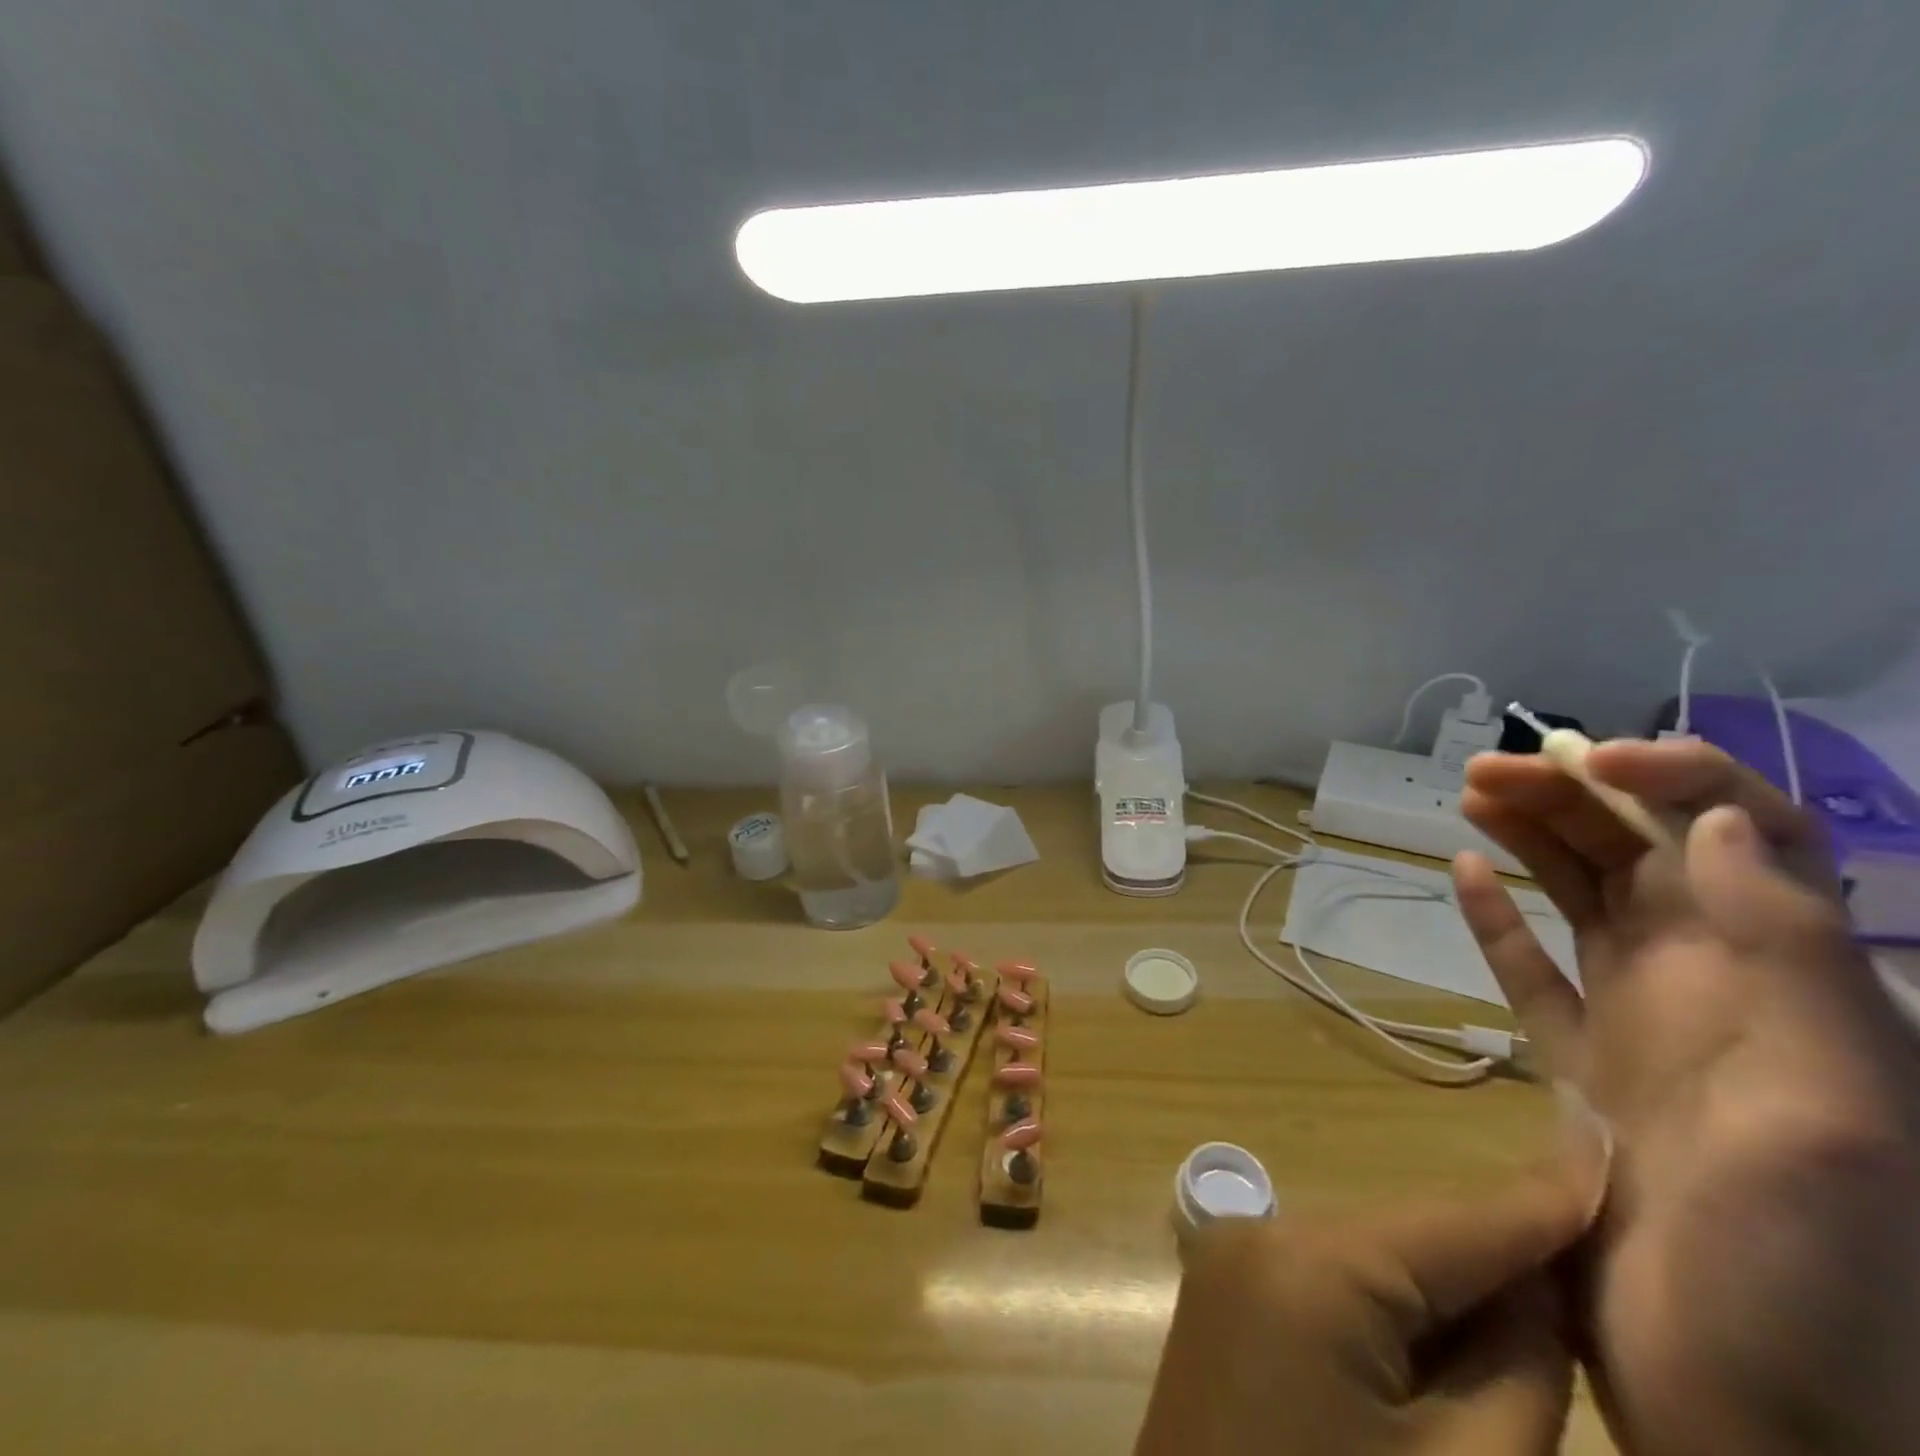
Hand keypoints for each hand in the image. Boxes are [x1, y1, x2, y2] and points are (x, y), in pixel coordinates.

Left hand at [1134, 1155, 1602, 1455]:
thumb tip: (1539, 1286)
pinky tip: (1449, 1349)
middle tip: (1596, 1264)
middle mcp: (1263, 1231)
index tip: (1605, 1144)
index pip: (1454, 1221)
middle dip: (1499, 1260)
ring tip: (1540, 1313)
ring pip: (1371, 1260)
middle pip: (1410, 1238)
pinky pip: (1330, 1287)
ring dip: (1449, 1292)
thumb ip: (1516, 1371)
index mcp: (1312, 1261)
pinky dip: (1393, 1314)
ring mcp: (1233, 1259)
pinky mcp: (1225, 1296)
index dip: (1540, 1199)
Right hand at [1454, 739, 1919, 1455]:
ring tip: (1471, 797)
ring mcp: (1644, 1025)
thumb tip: (1710, 823)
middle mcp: (1720, 985)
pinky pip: (1533, 972)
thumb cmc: (1814, 1276)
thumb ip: (1791, 960)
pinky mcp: (1582, 1067)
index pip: (1747, 836)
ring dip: (1531, 841)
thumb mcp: (1836, 1115)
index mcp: (1792, 982)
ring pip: (1581, 901)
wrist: (1757, 1413)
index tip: (1588, 757)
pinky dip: (1497, 919)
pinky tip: (1464, 875)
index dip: (1675, 776)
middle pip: (1643, 857)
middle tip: (1485, 772)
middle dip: (1571, 798)